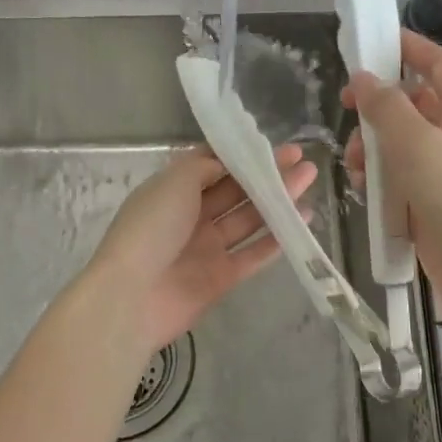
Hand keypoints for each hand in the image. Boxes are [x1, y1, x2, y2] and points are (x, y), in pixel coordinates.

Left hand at [87, 146, 316, 362]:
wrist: (132, 296)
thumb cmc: (152, 228)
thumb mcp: (175, 182)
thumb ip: (204, 167)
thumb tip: (226, 162)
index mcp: (174, 190)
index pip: (212, 166)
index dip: (242, 154)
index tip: (272, 144)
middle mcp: (191, 216)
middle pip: (236, 191)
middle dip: (268, 175)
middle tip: (302, 160)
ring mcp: (207, 248)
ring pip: (248, 220)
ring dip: (277, 201)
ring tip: (309, 182)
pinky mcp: (221, 278)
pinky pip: (252, 255)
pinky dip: (276, 240)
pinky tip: (301, 222)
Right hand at [343, 31, 441, 340]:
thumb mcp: (420, 146)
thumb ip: (387, 108)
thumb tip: (365, 79)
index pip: (437, 64)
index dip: (408, 47)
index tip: (370, 40)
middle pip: (413, 105)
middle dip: (378, 106)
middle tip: (346, 108)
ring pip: (400, 146)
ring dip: (373, 149)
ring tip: (353, 165)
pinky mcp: (433, 208)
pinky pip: (399, 182)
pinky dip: (379, 182)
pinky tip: (362, 192)